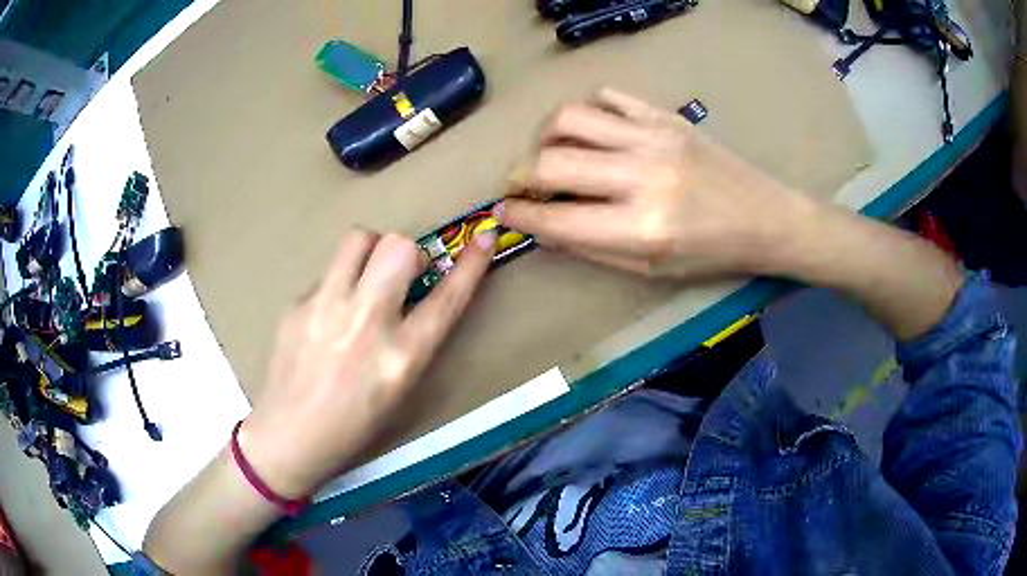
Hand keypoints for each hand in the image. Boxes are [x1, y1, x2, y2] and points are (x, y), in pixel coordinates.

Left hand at [239, 229, 496, 497]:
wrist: (291, 436)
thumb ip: (413, 339)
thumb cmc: (354, 425)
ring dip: (371, 251)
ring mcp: (326, 307)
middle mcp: (367, 322)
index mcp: (402, 356)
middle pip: (399, 246)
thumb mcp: (400, 389)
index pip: (448, 298)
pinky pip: (328, 272)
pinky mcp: (297, 303)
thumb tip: (412, 294)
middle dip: (407, 253)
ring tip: (363, 279)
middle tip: (399, 276)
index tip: (485, 236)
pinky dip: (338, 284)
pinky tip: (327, 316)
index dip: (472, 263)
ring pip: (359, 239)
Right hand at [498, 88, 811, 278]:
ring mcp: (654, 137)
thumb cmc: (711, 254)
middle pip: (552, 161)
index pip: (556, 217)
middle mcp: (642, 176)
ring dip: (545, 136)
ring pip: (571, 117)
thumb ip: (592, 248)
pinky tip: (590, 132)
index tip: (503, 211)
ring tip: (550, 152)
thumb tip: (544, 228)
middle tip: (519, 183)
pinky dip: (587, 112)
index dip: (519, 215)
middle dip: (519, 173)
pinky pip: (608, 98)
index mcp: (641, 228)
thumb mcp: (651, 269)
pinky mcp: (666, 116)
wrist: (766, 218)